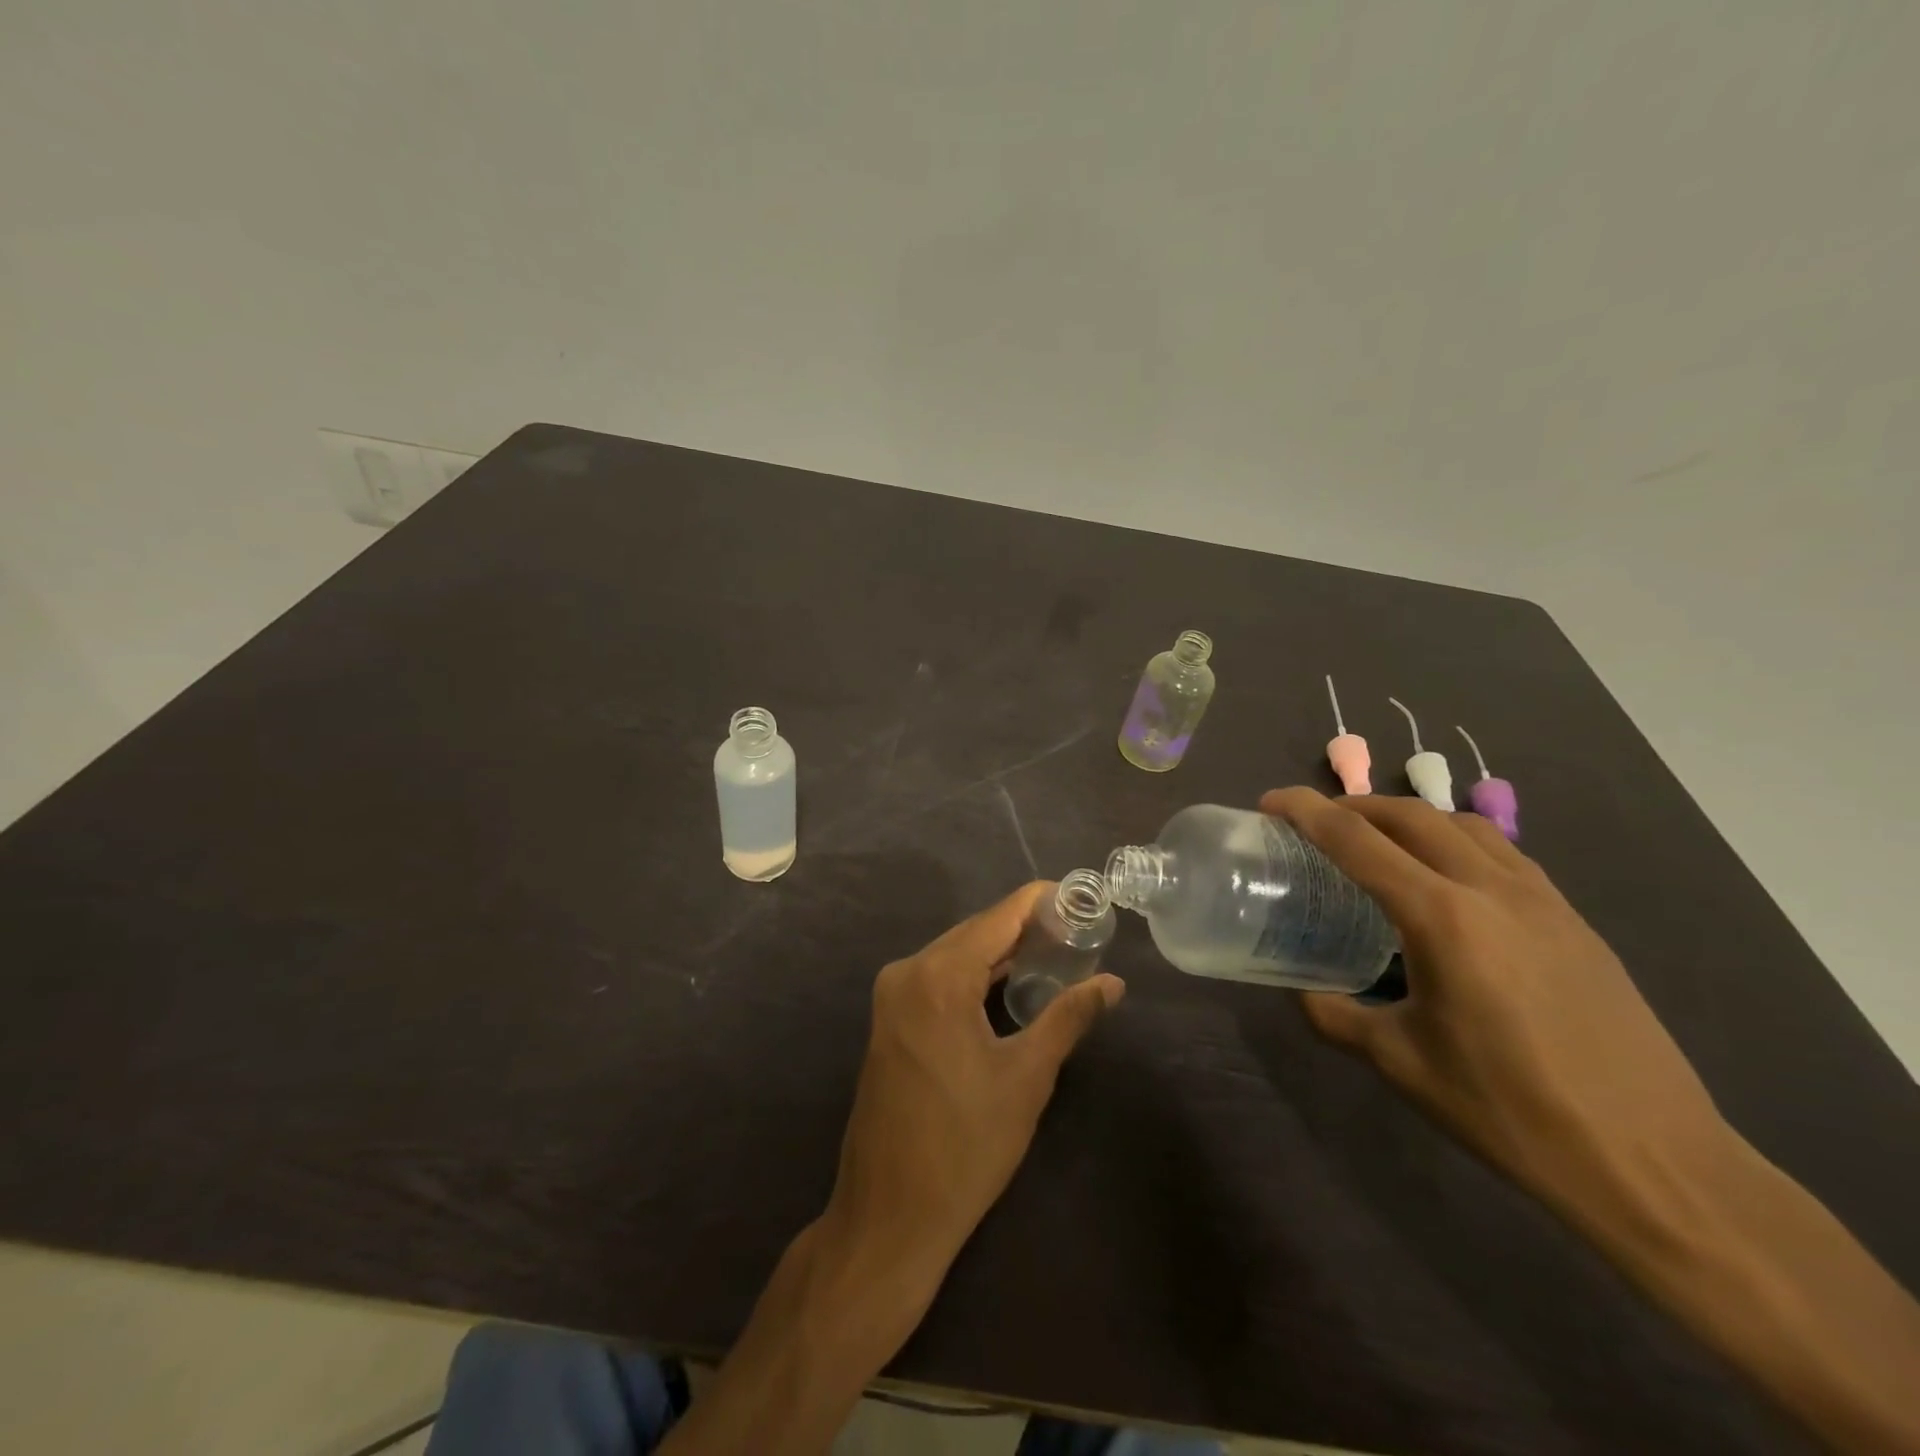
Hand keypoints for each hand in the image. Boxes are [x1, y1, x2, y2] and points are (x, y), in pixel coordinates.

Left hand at [823, 881, 1124, 1295]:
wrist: (890, 1214)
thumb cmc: (965, 1146)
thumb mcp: (1027, 1078)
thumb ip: (1069, 1018)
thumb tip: (1113, 983)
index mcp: (938, 977)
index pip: (998, 918)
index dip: (1040, 901)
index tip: (1080, 895)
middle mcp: (907, 972)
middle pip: (975, 932)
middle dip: (1024, 927)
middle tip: (1077, 928)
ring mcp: (892, 996)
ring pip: (955, 955)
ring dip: (1000, 952)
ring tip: (1054, 950)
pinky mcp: (889, 1020)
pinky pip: (938, 978)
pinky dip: (975, 975)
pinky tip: (1009, 984)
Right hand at [1260, 788, 1728, 1234]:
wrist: (1653, 1161)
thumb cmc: (1510, 1111)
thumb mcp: (1400, 1063)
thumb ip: (1335, 1015)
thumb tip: (1302, 991)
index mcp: (1442, 919)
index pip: (1357, 840)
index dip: (1306, 811)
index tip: (1270, 802)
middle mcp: (1491, 890)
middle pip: (1411, 815)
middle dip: (1354, 805)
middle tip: (1314, 821)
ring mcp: (1543, 900)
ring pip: (1463, 825)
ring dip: (1408, 818)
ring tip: (1378, 841)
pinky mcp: (1574, 920)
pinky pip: (1502, 853)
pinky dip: (1455, 842)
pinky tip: (1446, 881)